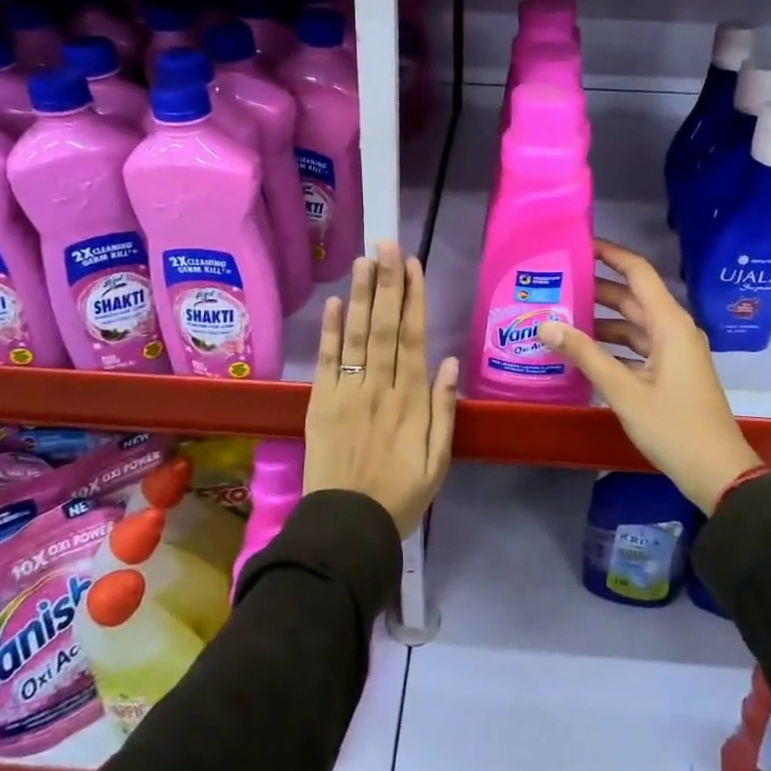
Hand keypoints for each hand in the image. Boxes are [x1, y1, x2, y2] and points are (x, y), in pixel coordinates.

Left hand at [303, 240, 459, 536]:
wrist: (348, 527)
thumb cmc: (401, 495)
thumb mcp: (439, 461)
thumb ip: (445, 410)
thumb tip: (450, 362)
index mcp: (412, 400)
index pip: (413, 337)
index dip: (413, 299)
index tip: (413, 265)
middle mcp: (380, 387)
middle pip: (384, 326)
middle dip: (387, 283)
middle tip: (387, 244)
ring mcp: (347, 393)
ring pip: (356, 336)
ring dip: (360, 296)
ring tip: (363, 260)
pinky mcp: (320, 403)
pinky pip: (326, 361)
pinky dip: (330, 331)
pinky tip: (334, 303)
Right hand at [538, 238, 760, 514]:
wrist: (717, 472)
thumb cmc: (673, 426)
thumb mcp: (623, 390)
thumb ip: (584, 354)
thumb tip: (545, 325)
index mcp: (669, 323)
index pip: (638, 272)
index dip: (610, 254)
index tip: (578, 245)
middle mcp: (674, 329)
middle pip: (632, 297)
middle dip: (597, 288)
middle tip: (557, 282)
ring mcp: (675, 352)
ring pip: (633, 324)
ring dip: (601, 320)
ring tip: (560, 316)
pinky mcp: (671, 372)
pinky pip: (638, 346)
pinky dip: (612, 345)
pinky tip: (583, 352)